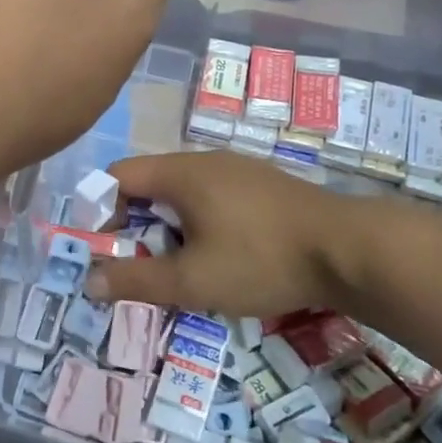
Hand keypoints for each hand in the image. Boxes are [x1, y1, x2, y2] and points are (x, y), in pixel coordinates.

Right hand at [91, 150, 394, 319]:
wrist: (352, 250)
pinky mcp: (264, 186)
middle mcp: (206, 160)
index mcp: (181, 173)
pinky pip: (214, 198)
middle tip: (138, 266)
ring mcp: (239, 170)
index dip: (100, 210)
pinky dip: (200, 223)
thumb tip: (89, 282)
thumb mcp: (192, 281)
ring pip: (184, 193)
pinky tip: (221, 256)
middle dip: (135, 224)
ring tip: (178, 267)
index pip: (119, 176)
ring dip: (169, 227)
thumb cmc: (261, 259)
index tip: (103, 250)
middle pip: (151, 184)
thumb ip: (137, 281)